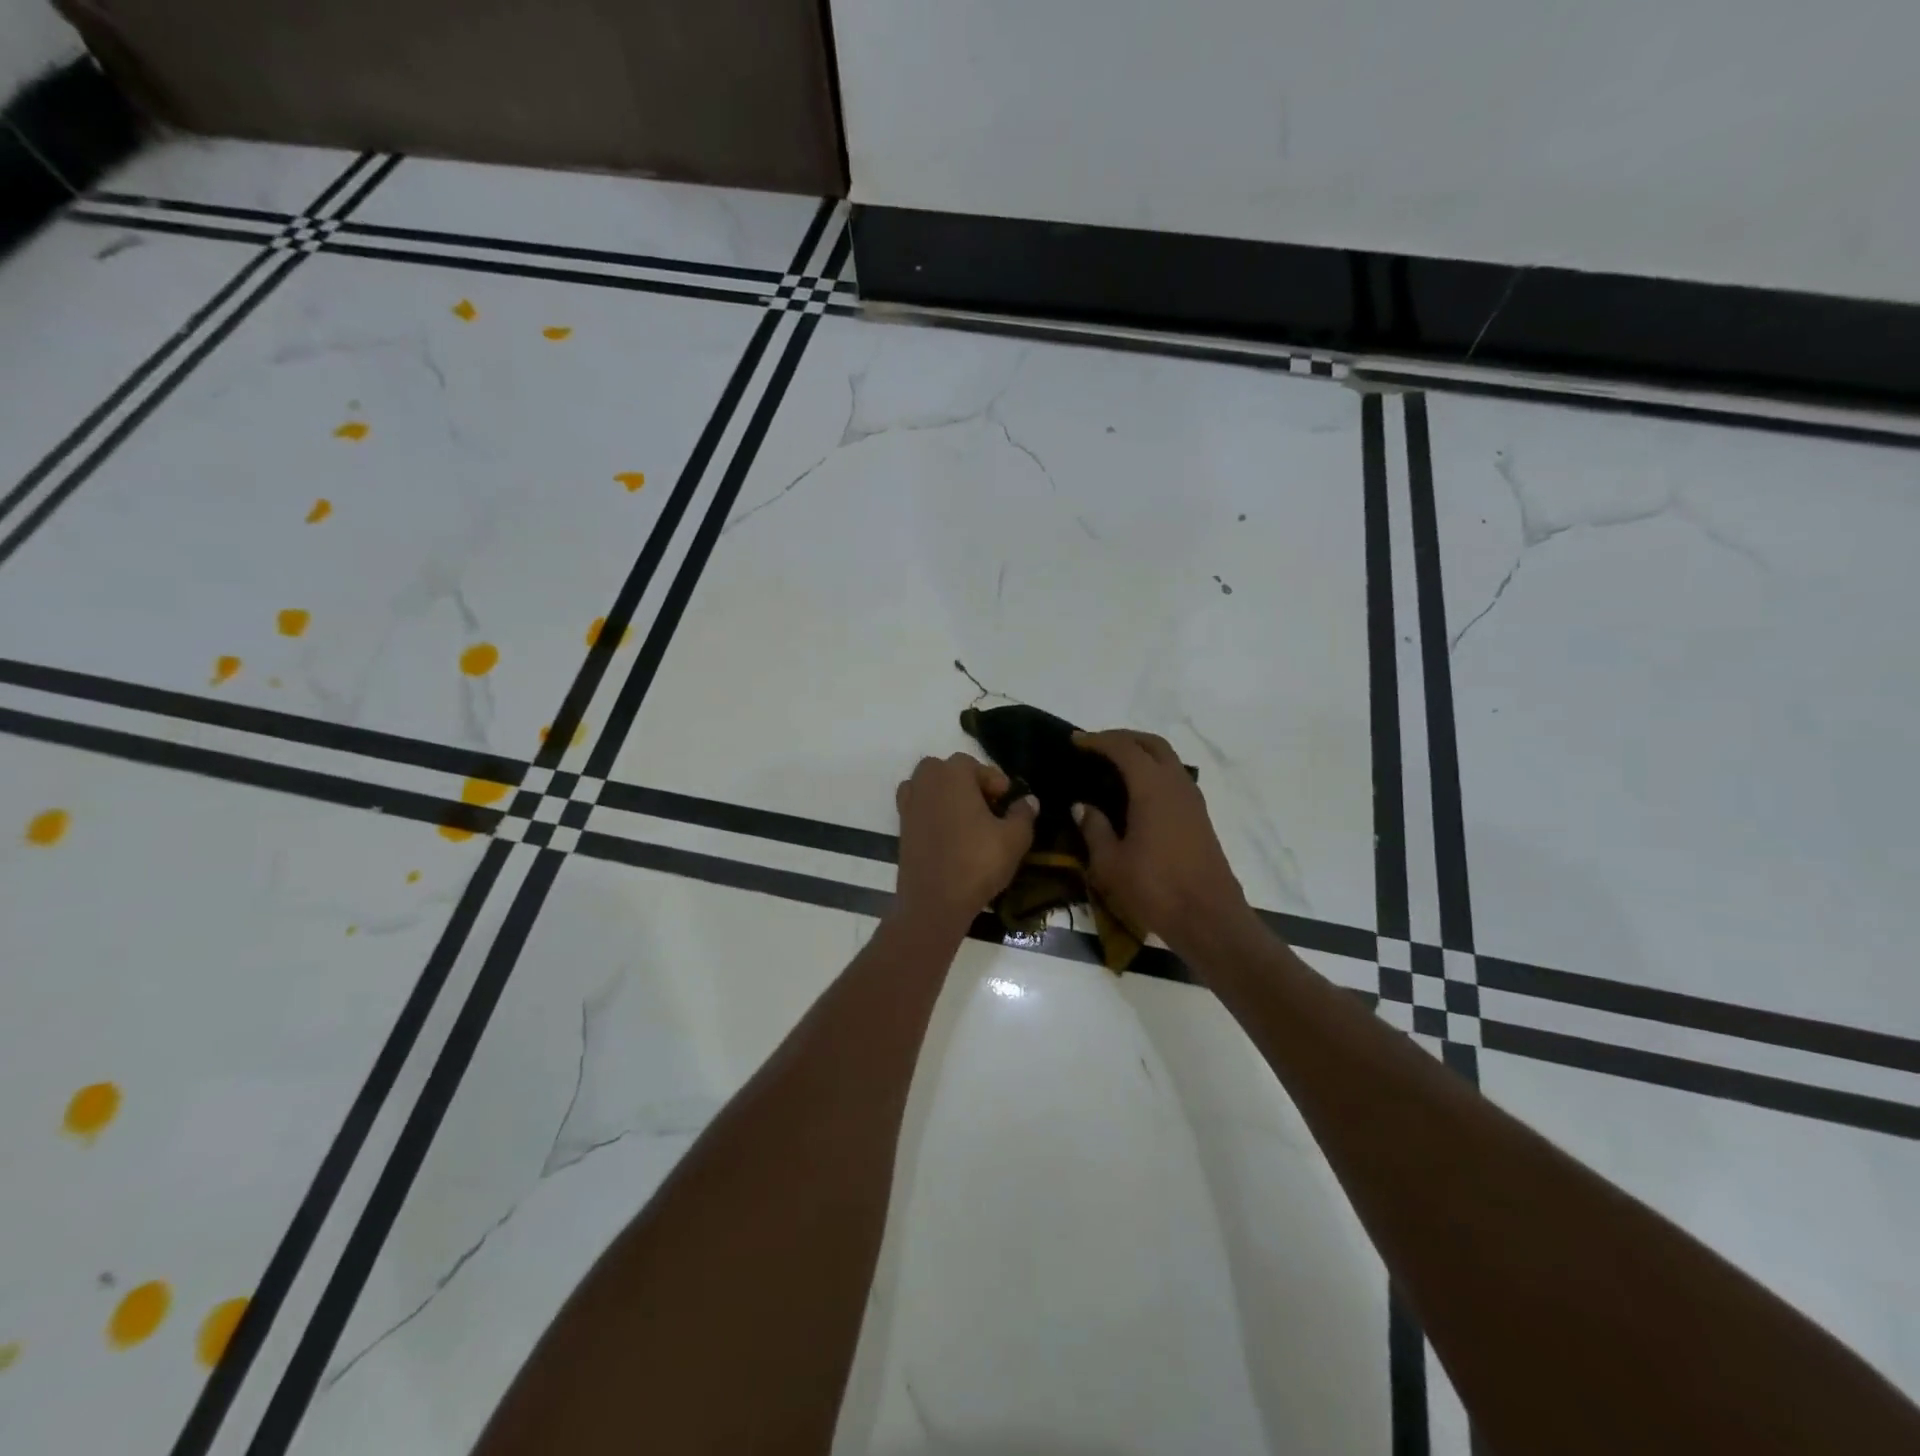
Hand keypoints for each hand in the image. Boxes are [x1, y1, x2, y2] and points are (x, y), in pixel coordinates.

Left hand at [893, 754, 1037, 931]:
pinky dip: (932, 812)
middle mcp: (926, 781)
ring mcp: (909, 803)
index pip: (977, 766)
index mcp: (953, 774)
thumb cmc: (977, 862)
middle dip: (969, 784)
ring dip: (948, 796)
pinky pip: (919, 807)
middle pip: (949, 771)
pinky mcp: (901, 826)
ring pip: (931, 787)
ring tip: (968, 821)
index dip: (996, 783)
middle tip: (989, 810)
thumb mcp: (1014, 838)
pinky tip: (949, 835)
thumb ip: (1023, 814)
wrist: (934, 901)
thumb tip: (1029, 800)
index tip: (1007, 803)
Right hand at [1072, 730, 1254, 955]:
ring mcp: (1192, 801)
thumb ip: (1094, 829)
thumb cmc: (1155, 889)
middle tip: (1096, 746)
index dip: (1098, 740)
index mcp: (1152, 788)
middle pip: (1152, 744)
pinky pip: (1174, 778)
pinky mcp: (1199, 818)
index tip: (1076, 741)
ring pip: (1167, 760)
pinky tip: (1135, 793)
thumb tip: (1082, 806)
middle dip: (1124, 738)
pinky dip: (1153, 772)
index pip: (1124, 748)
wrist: (1209, 918)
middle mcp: (1176, 785)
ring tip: (1113, 767)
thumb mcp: (1111, 863)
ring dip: (1141, 754)